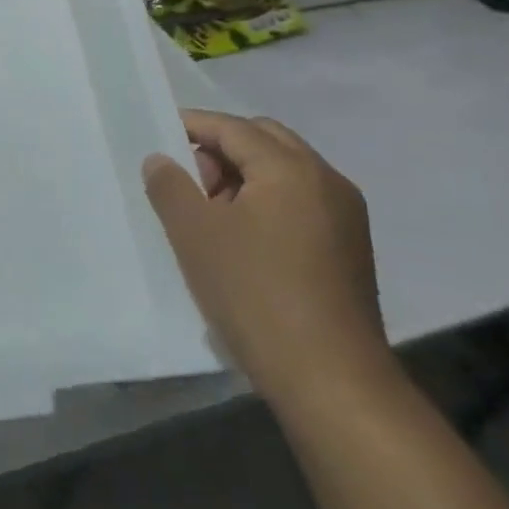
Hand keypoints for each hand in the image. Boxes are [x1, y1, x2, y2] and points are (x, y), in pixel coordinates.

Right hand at [143, 111, 391, 406]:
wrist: (332, 381)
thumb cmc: (255, 294)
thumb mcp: (194, 234)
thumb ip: (170, 185)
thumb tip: (161, 160)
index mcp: (291, 169)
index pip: (232, 128)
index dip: (191, 126)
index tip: (158, 136)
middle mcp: (327, 181)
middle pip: (264, 140)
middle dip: (221, 148)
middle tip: (189, 181)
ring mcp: (346, 216)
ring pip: (285, 171)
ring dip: (244, 176)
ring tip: (211, 214)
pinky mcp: (351, 249)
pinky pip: (301, 201)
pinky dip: (268, 201)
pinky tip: (243, 238)